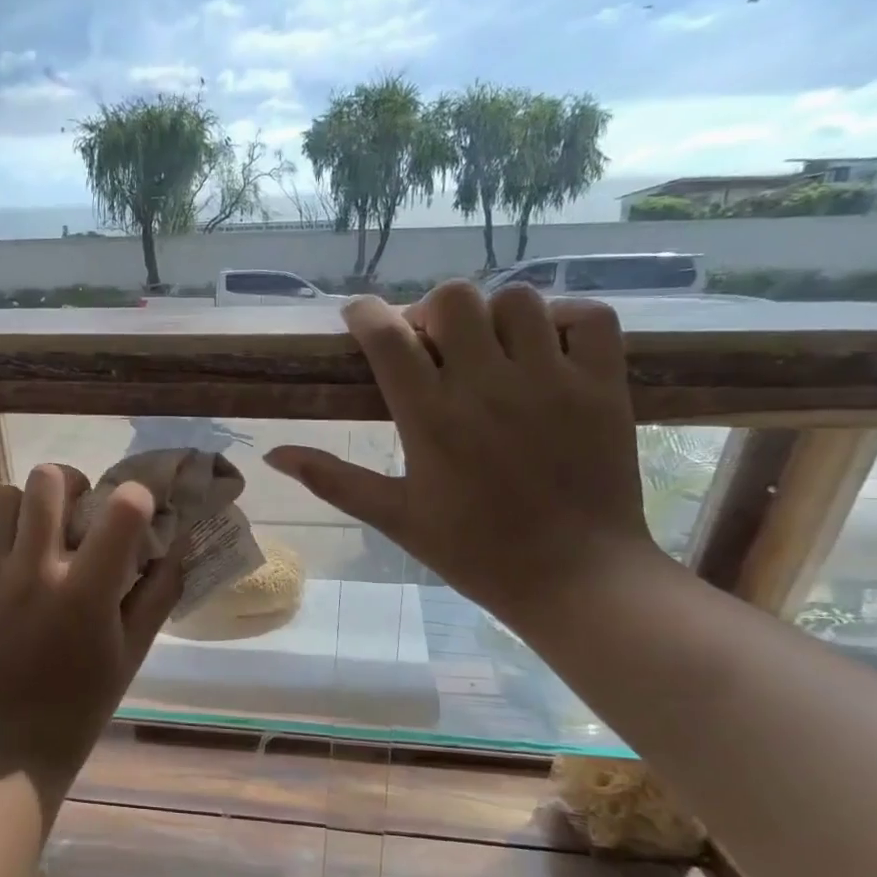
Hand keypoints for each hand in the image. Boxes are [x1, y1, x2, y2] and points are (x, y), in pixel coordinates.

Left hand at [0, 463, 182, 806]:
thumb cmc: (78, 705)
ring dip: (25, 508)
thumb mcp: (131, 653)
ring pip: (1, 497)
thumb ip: (158, 594)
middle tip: (74, 513)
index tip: (131, 511)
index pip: (121, 507)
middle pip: (48, 480)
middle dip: (70, 486)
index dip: (134, 497)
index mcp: (85, 593)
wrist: (1, 752)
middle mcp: (32, 573)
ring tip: (30, 537)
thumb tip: (178, 545)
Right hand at [265, 283, 661, 627]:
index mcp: (431, 418)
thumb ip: (332, 479)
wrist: (575, 578)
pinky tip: (548, 348)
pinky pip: (590, 317)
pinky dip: (567, 319)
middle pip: (453, 299)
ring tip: (490, 349)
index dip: (364, 314)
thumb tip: (273, 454)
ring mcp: (553, 381)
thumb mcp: (395, 517)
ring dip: (493, 316)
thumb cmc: (474, 551)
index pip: (388, 336)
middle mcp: (488, 386)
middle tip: (431, 344)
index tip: (358, 317)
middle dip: (431, 312)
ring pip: (518, 300)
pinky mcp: (604, 386)